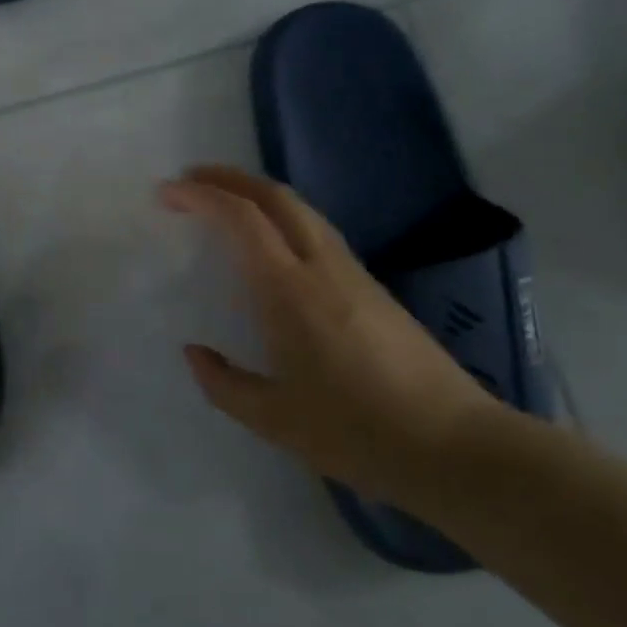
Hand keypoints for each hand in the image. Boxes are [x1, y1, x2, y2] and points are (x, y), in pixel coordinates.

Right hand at [160, 164, 498, 503]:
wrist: (458, 448)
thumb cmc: (358, 432)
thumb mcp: (274, 420)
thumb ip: (223, 384)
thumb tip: (195, 352)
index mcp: (290, 291)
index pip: (242, 218)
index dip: (201, 195)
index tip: (168, 192)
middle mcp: (322, 267)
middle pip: (275, 196)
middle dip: (228, 177)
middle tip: (191, 179)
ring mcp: (354, 273)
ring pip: (301, 209)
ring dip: (257, 194)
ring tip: (225, 203)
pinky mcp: (374, 288)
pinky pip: (317, 231)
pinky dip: (282, 217)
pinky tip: (271, 244)